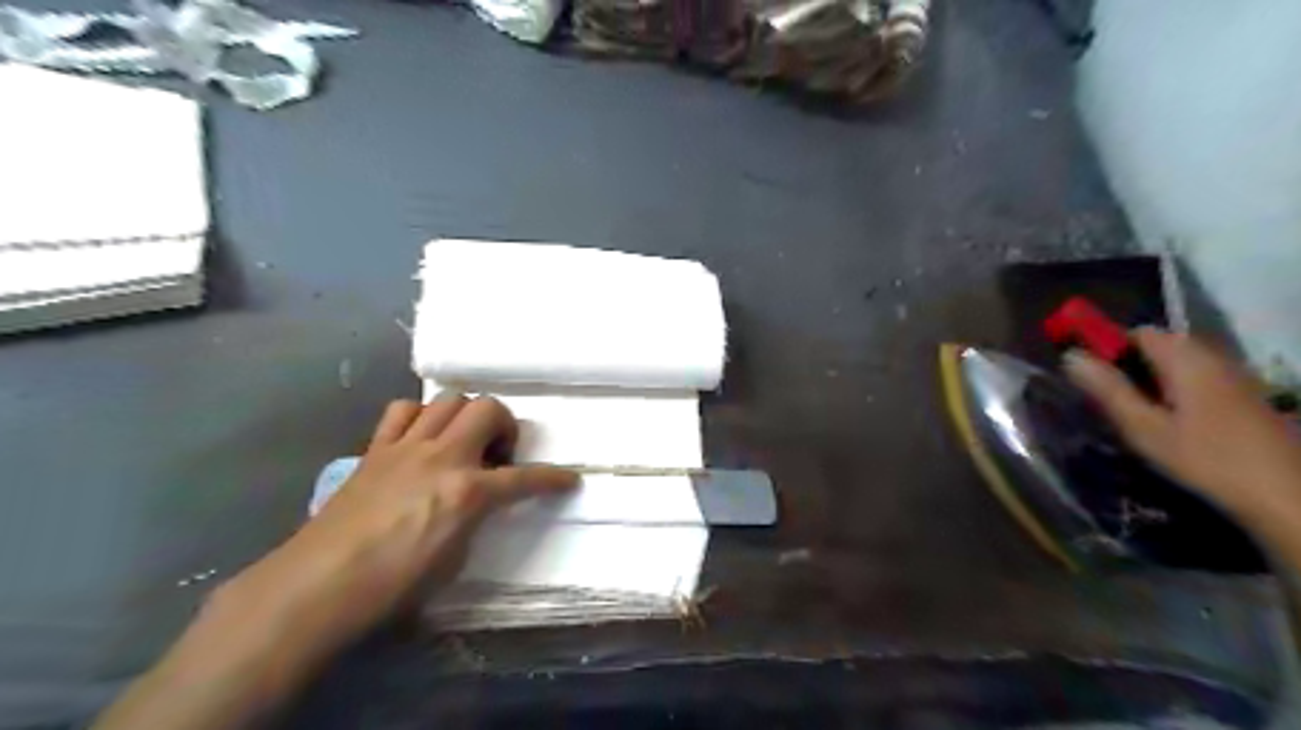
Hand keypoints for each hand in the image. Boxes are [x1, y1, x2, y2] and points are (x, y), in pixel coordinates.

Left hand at [213, 396, 577, 651]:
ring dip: (466, 415)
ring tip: (462, 442)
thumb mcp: (454, 559)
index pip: (526, 478)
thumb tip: (478, 503)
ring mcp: (407, 447)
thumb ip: (475, 519)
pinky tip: (420, 439)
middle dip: (505, 426)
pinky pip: (404, 411)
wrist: (319, 585)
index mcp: (468, 492)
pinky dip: (420, 417)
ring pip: (449, 399)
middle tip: (498, 455)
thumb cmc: (393, 585)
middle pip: (488, 409)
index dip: (553, 478)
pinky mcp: (376, 449)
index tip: (569, 479)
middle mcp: (443, 457)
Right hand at [1061, 327, 1300, 520]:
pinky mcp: (1247, 399)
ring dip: (1153, 380)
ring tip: (1137, 416)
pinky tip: (1172, 425)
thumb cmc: (1206, 459)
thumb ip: (1107, 389)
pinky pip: (1200, 381)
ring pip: (1180, 365)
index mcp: (1186, 359)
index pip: (1139, 332)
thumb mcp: (1143, 427)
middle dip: (1130, 365)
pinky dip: (1176, 392)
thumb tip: (1070, 356)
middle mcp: (1214, 358)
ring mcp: (1236, 378)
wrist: (1286, 496)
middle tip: (1110, 401)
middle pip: (1161, 347)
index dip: (1110, 346)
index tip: (1090, 375)